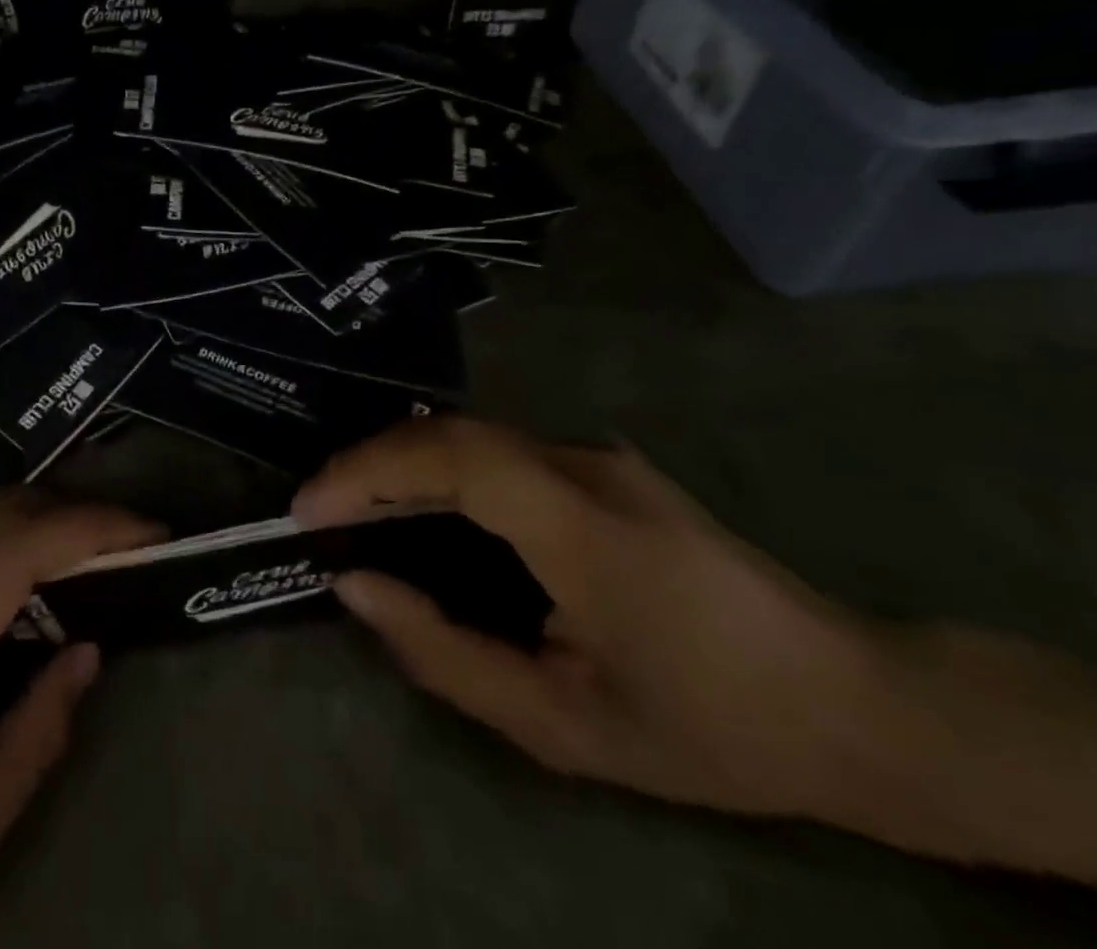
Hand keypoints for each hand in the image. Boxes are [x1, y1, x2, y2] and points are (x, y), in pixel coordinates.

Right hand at [294, 416, 879, 822]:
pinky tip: (421, 508)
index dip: (367, 471)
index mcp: (584, 525)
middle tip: (317, 509)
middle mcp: (584, 465)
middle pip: (450, 434)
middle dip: (368, 463)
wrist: (854, 703)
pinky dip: (438, 469)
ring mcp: (596, 455)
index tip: (307, 508)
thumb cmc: (707, 726)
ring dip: (400, 463)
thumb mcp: (562, 725)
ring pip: (469, 436)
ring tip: (352, 509)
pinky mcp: (599, 462)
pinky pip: (496, 451)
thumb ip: (444, 654)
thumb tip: (354, 586)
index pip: (452, 458)